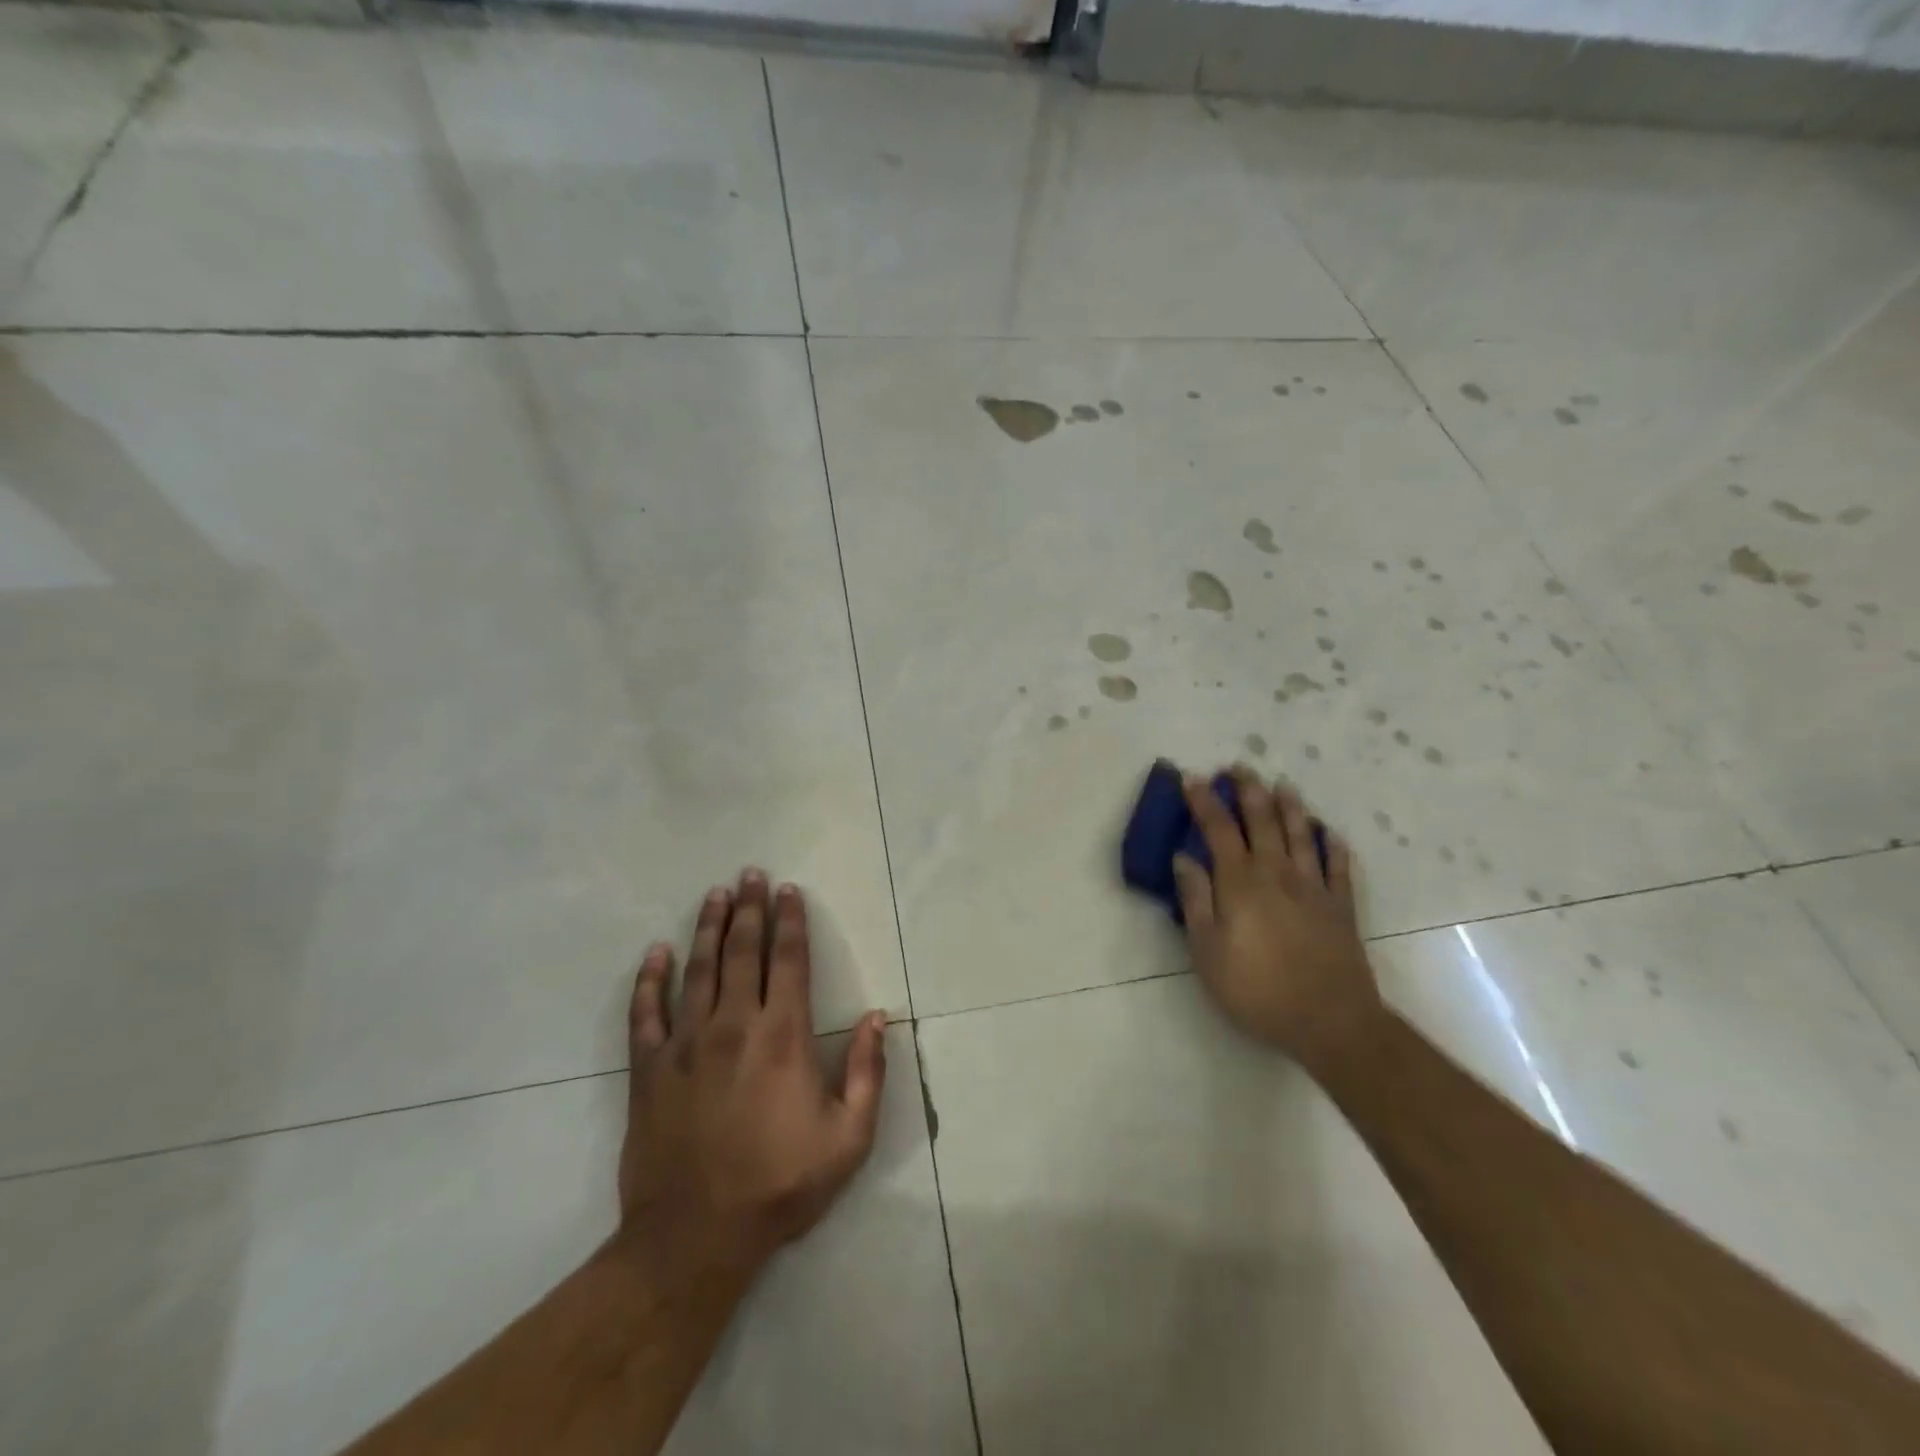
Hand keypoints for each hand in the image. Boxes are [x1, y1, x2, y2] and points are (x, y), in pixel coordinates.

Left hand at [618, 870, 888, 1270]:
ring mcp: (685, 1044)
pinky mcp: (649, 1069)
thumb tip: (879, 1017)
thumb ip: (869, 1072)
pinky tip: (656, 953)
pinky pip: (645, 1013)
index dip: (791, 922)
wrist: (694, 1237)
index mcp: (782, 1036)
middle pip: (743, 951)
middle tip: (751, 874)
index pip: (788, 961)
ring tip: (715, 894)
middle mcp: (733, 1025)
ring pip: (698, 969)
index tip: (790, 891)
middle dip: (750, 909)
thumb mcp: (849, 1138)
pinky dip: (649, 980)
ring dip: (708, 928)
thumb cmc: (780, 1185)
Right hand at [1174, 770, 1383, 1067]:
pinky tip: (1330, 834)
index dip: (1204, 802)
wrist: (1330, 1021)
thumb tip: (1184, 858)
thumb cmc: (1257, 989)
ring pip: (1301, 835)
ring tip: (1282, 784)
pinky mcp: (1341, 907)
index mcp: (1241, 883)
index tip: (1192, 778)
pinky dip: (1334, 846)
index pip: (1218, 830)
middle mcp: (1278, 874)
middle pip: (1262, 822)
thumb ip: (1196, 900)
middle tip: (1239, 767)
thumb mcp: (1208, 951)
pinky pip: (1339, 867)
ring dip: (1290, 807)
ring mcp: (1314, 888)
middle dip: (1248, 791)